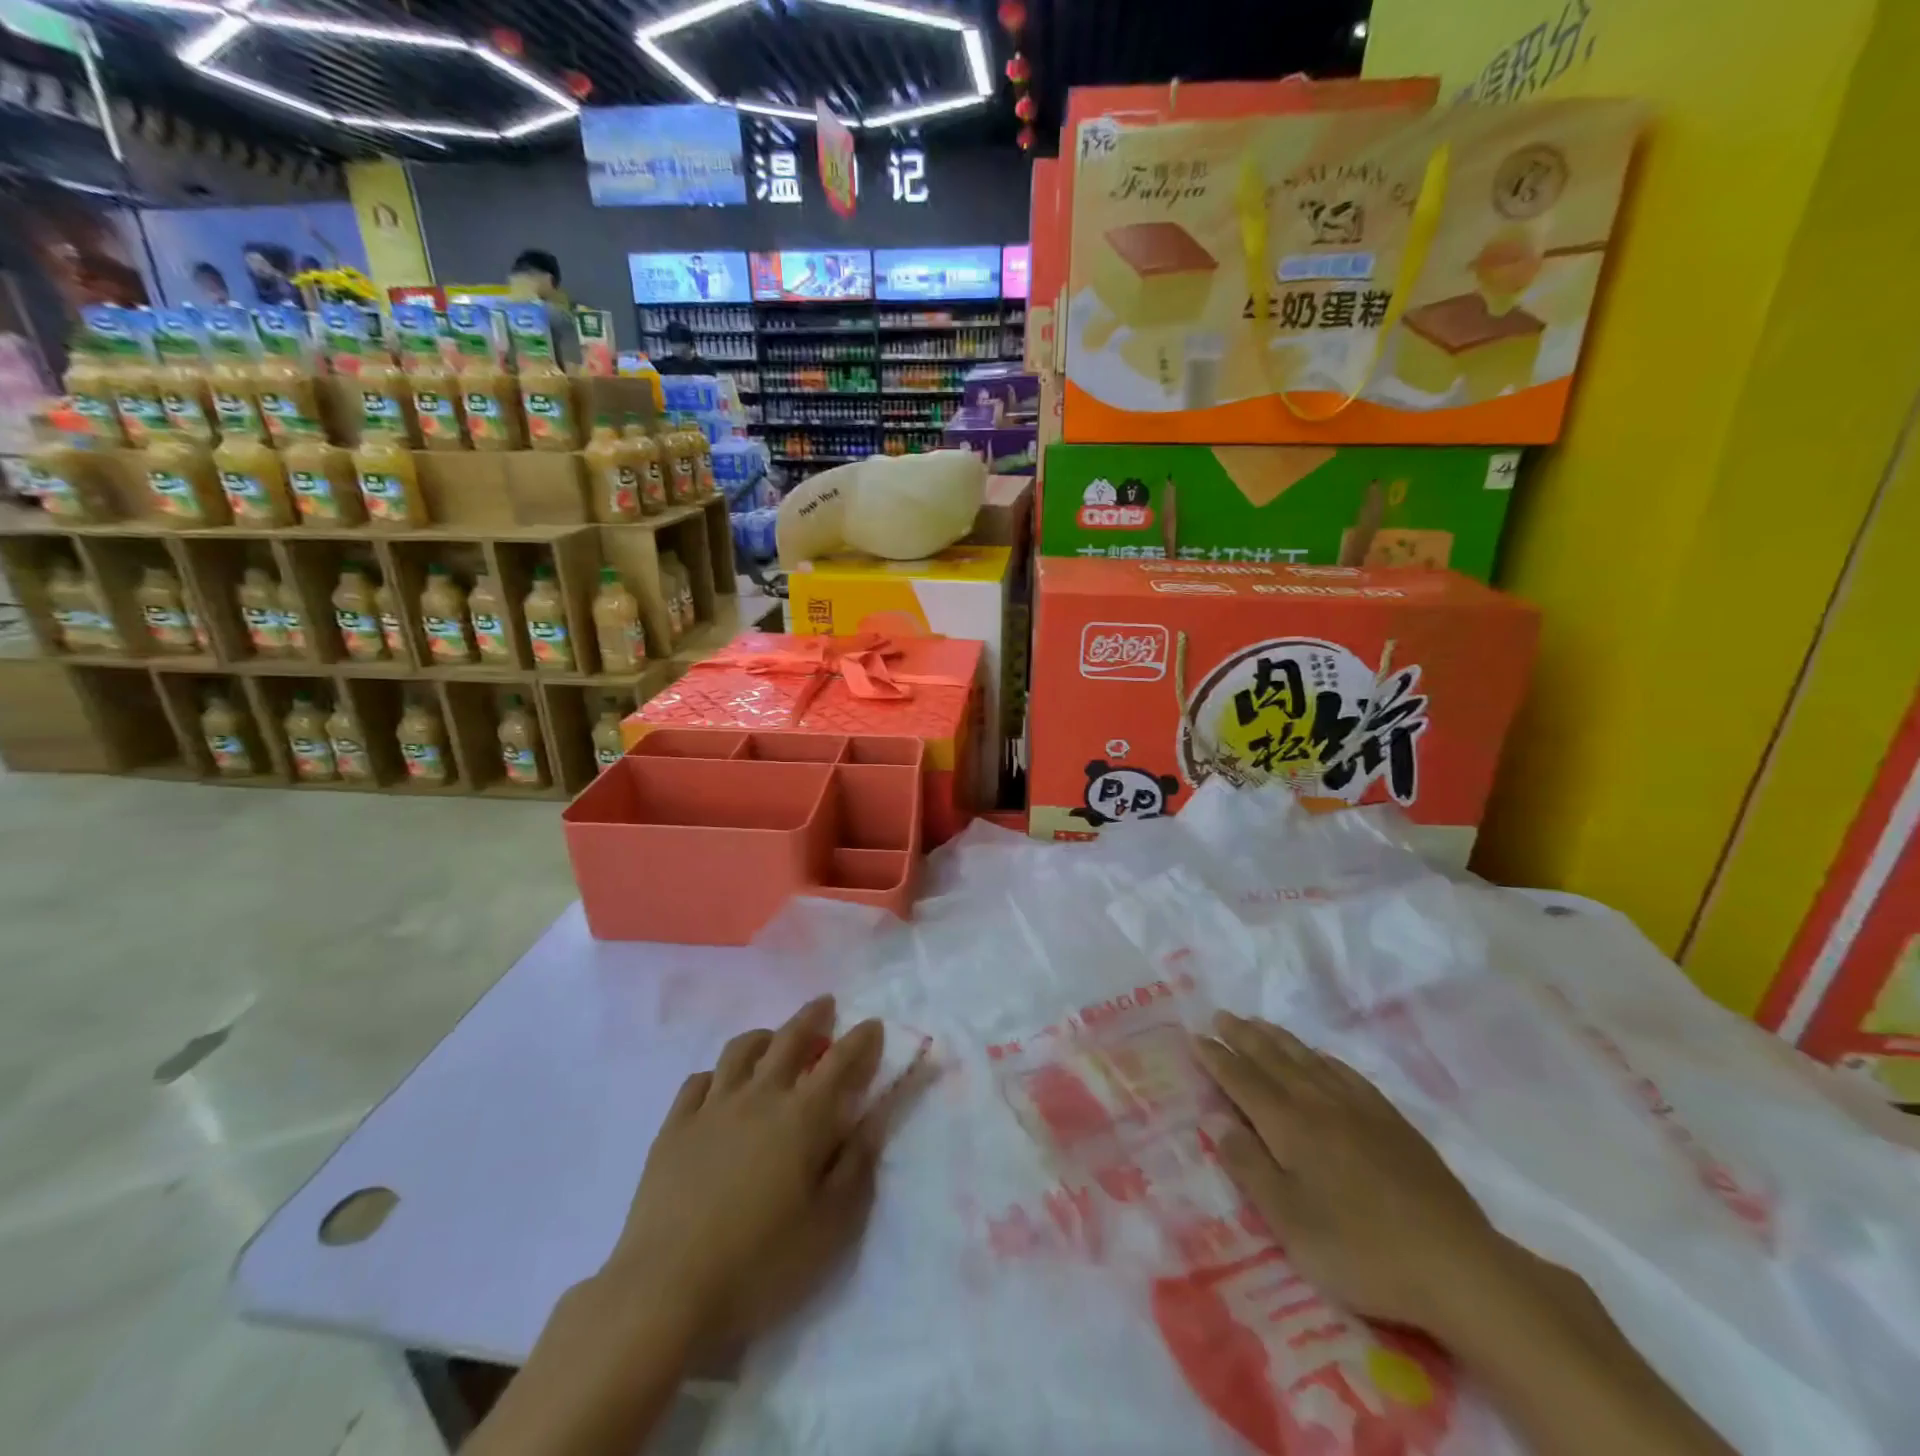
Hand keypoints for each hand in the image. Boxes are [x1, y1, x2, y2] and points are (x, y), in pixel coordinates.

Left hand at [599, 996, 889, 1360]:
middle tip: (825, 1006)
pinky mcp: (675, 1127)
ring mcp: (712, 1107)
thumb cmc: (761, 1263)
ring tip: (774, 1040)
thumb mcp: (831, 1226)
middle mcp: (760, 1096)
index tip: (873, 1026)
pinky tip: (722, 1084)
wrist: (666, 1291)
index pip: (841, 1061)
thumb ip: (857, 1164)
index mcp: (803, 1116)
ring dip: (766, 1036)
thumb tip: (875, 1116)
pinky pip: (699, 1080)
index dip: (861, 1039)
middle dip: (813, 1017)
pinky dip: (719, 1073)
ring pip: (742, 1050)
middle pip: (790, 1038)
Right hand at [1193, 1010, 1511, 1334]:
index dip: (1216, 1058)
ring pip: (1307, 1058)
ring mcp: (1359, 1108)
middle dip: (1242, 1037)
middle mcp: (1319, 1103)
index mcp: (1289, 1126)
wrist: (1457, 1265)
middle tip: (1220, 1016)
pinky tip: (1319, 1057)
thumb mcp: (1290, 1222)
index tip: (1195, 1036)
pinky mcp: (1391, 1120)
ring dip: (1277, 1038)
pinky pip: (1345, 1072)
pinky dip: (1321, 1057)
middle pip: (1272, 1059)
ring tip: (1257, 1023)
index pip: (1242, 1080)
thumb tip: (1213, 1118)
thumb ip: (1249, 1166)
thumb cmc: (1361, 1250)